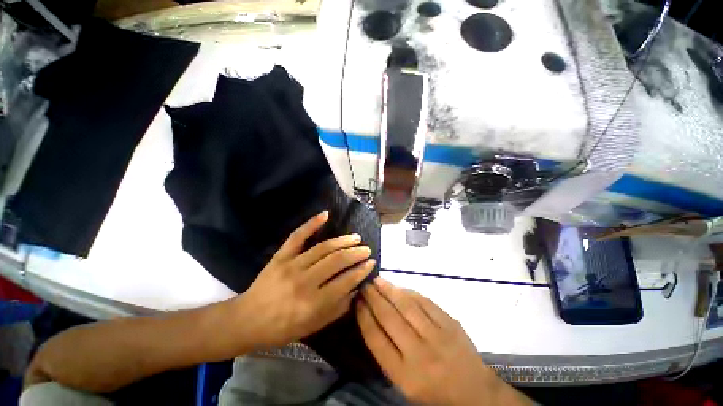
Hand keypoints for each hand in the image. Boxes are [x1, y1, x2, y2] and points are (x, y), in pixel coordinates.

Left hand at [238, 211, 375, 347]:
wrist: (247, 320)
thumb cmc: (282, 328)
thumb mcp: (313, 327)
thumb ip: (337, 309)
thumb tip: (356, 290)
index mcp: (313, 303)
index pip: (345, 282)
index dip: (361, 271)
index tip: (371, 263)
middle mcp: (304, 282)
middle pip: (336, 261)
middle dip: (356, 253)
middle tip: (367, 249)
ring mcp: (291, 265)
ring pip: (323, 248)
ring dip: (343, 241)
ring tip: (356, 238)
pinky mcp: (281, 256)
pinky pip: (297, 236)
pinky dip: (311, 223)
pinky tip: (325, 214)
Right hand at [357, 279, 530, 405]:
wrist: (475, 393)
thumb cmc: (434, 392)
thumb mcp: (404, 383)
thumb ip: (387, 353)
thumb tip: (372, 318)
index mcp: (405, 375)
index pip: (376, 338)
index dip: (364, 315)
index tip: (357, 301)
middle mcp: (420, 354)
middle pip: (389, 317)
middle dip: (373, 298)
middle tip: (365, 285)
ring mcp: (437, 336)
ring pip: (406, 305)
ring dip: (389, 289)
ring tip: (378, 280)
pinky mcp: (450, 323)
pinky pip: (425, 302)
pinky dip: (409, 292)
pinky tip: (400, 287)